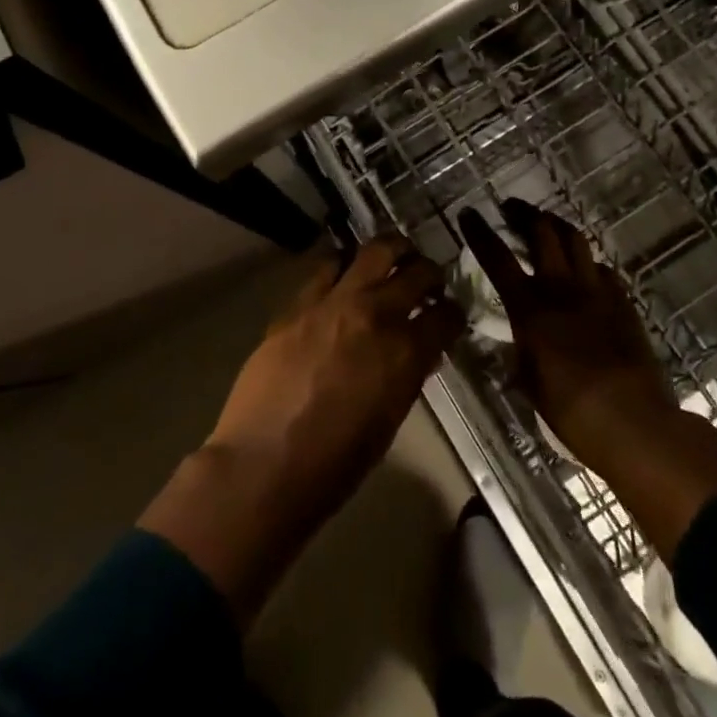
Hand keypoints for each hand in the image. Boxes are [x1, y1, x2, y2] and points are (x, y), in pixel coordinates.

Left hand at [141, 237, 463, 620]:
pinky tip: (345, 274)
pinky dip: (344, 265)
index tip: (451, 314)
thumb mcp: (389, 419)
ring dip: (392, 252)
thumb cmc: (334, 463)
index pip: (446, 316)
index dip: (453, 313)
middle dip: (430, 274)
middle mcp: (377, 315)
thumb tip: (415, 353)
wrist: (263, 464)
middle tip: (429, 279)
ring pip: (375, 251)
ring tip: (393, 259)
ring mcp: (335, 302)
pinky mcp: (299, 302)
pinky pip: (328, 267)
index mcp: (406, 353)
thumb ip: (405, 375)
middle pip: (417, 272)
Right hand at [460, 200, 716, 554]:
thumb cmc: (570, 411)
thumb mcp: (528, 381)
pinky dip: (588, 263)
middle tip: (512, 209)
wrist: (633, 422)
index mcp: (530, 309)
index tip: (469, 213)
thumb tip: (515, 339)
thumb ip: (519, 349)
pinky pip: (602, 269)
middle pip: (543, 232)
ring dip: (557, 226)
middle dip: (524, 214)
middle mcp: (561, 289)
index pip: (498, 259)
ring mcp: (597, 291)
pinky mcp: (624, 302)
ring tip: (547, 226)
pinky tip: (585, 273)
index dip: (480, 233)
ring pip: (576, 240)